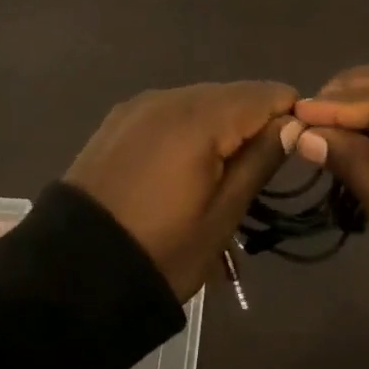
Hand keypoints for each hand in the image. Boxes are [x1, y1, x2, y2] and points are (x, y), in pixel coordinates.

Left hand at [65, 81, 296, 300]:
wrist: (70, 275)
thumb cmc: (160, 250)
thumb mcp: (222, 216)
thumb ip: (260, 160)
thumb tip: (293, 123)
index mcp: (199, 117)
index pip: (265, 93)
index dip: (289, 116)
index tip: (298, 150)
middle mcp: (169, 96)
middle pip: (232, 94)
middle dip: (255, 122)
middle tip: (260, 171)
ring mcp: (139, 106)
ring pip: (200, 101)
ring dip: (221, 126)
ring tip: (222, 174)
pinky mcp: (118, 121)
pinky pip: (169, 112)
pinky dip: (188, 129)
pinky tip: (185, 165)